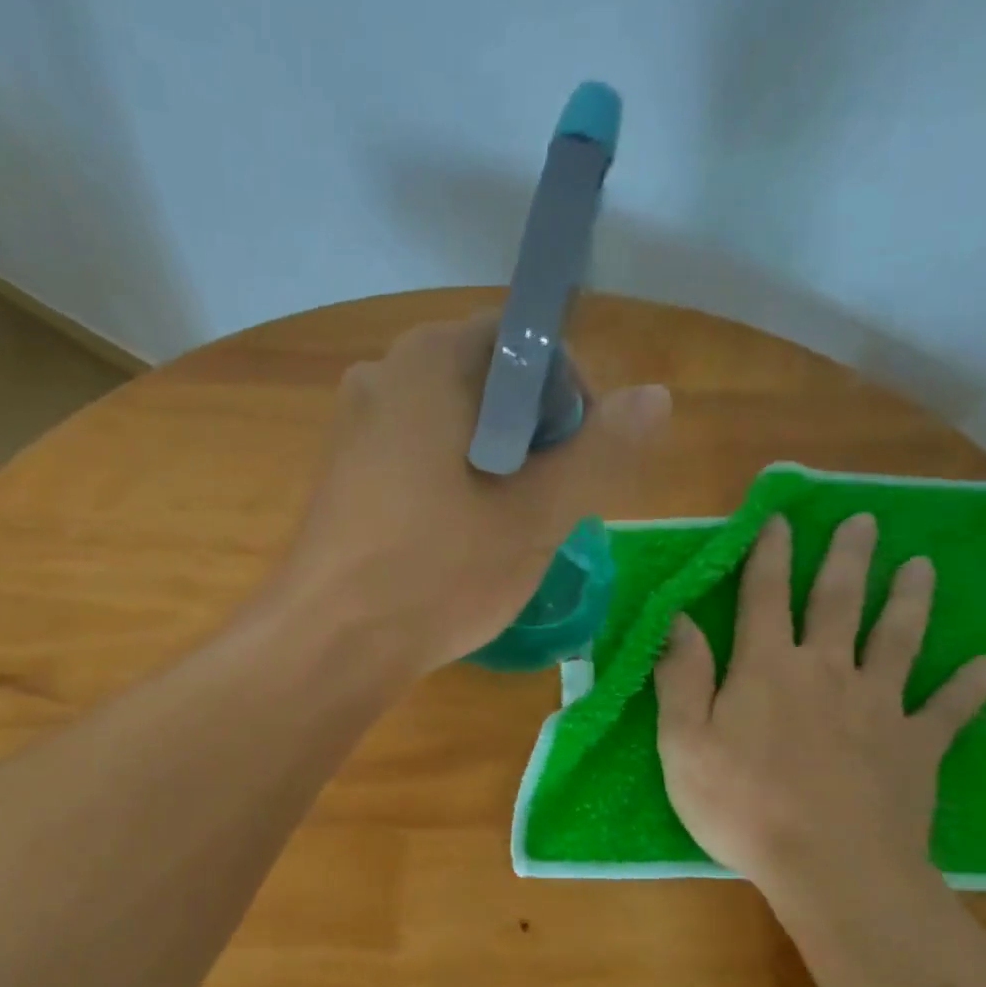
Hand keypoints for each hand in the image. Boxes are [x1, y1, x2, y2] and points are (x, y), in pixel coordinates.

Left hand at [279, 313, 669, 672]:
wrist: (329, 645)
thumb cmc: (438, 572)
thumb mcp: (537, 515)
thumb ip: (602, 449)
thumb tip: (656, 396)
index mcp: (430, 360)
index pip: (525, 341)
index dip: (570, 394)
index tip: (581, 460)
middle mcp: (383, 375)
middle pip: (487, 382)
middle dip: (535, 436)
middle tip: (551, 503)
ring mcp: (354, 426)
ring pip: (453, 425)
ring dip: (496, 465)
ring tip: (509, 529)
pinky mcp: (342, 474)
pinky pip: (417, 457)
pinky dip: (453, 483)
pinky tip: (458, 540)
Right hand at [653, 512, 985, 898]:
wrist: (832, 867)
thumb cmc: (743, 805)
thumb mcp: (684, 743)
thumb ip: (681, 678)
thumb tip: (677, 621)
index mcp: (768, 669)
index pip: (765, 597)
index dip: (769, 555)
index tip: (779, 519)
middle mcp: (827, 671)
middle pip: (840, 603)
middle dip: (849, 558)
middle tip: (866, 521)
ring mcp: (879, 706)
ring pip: (898, 640)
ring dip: (911, 601)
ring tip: (924, 567)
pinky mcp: (918, 746)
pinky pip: (949, 710)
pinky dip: (969, 686)